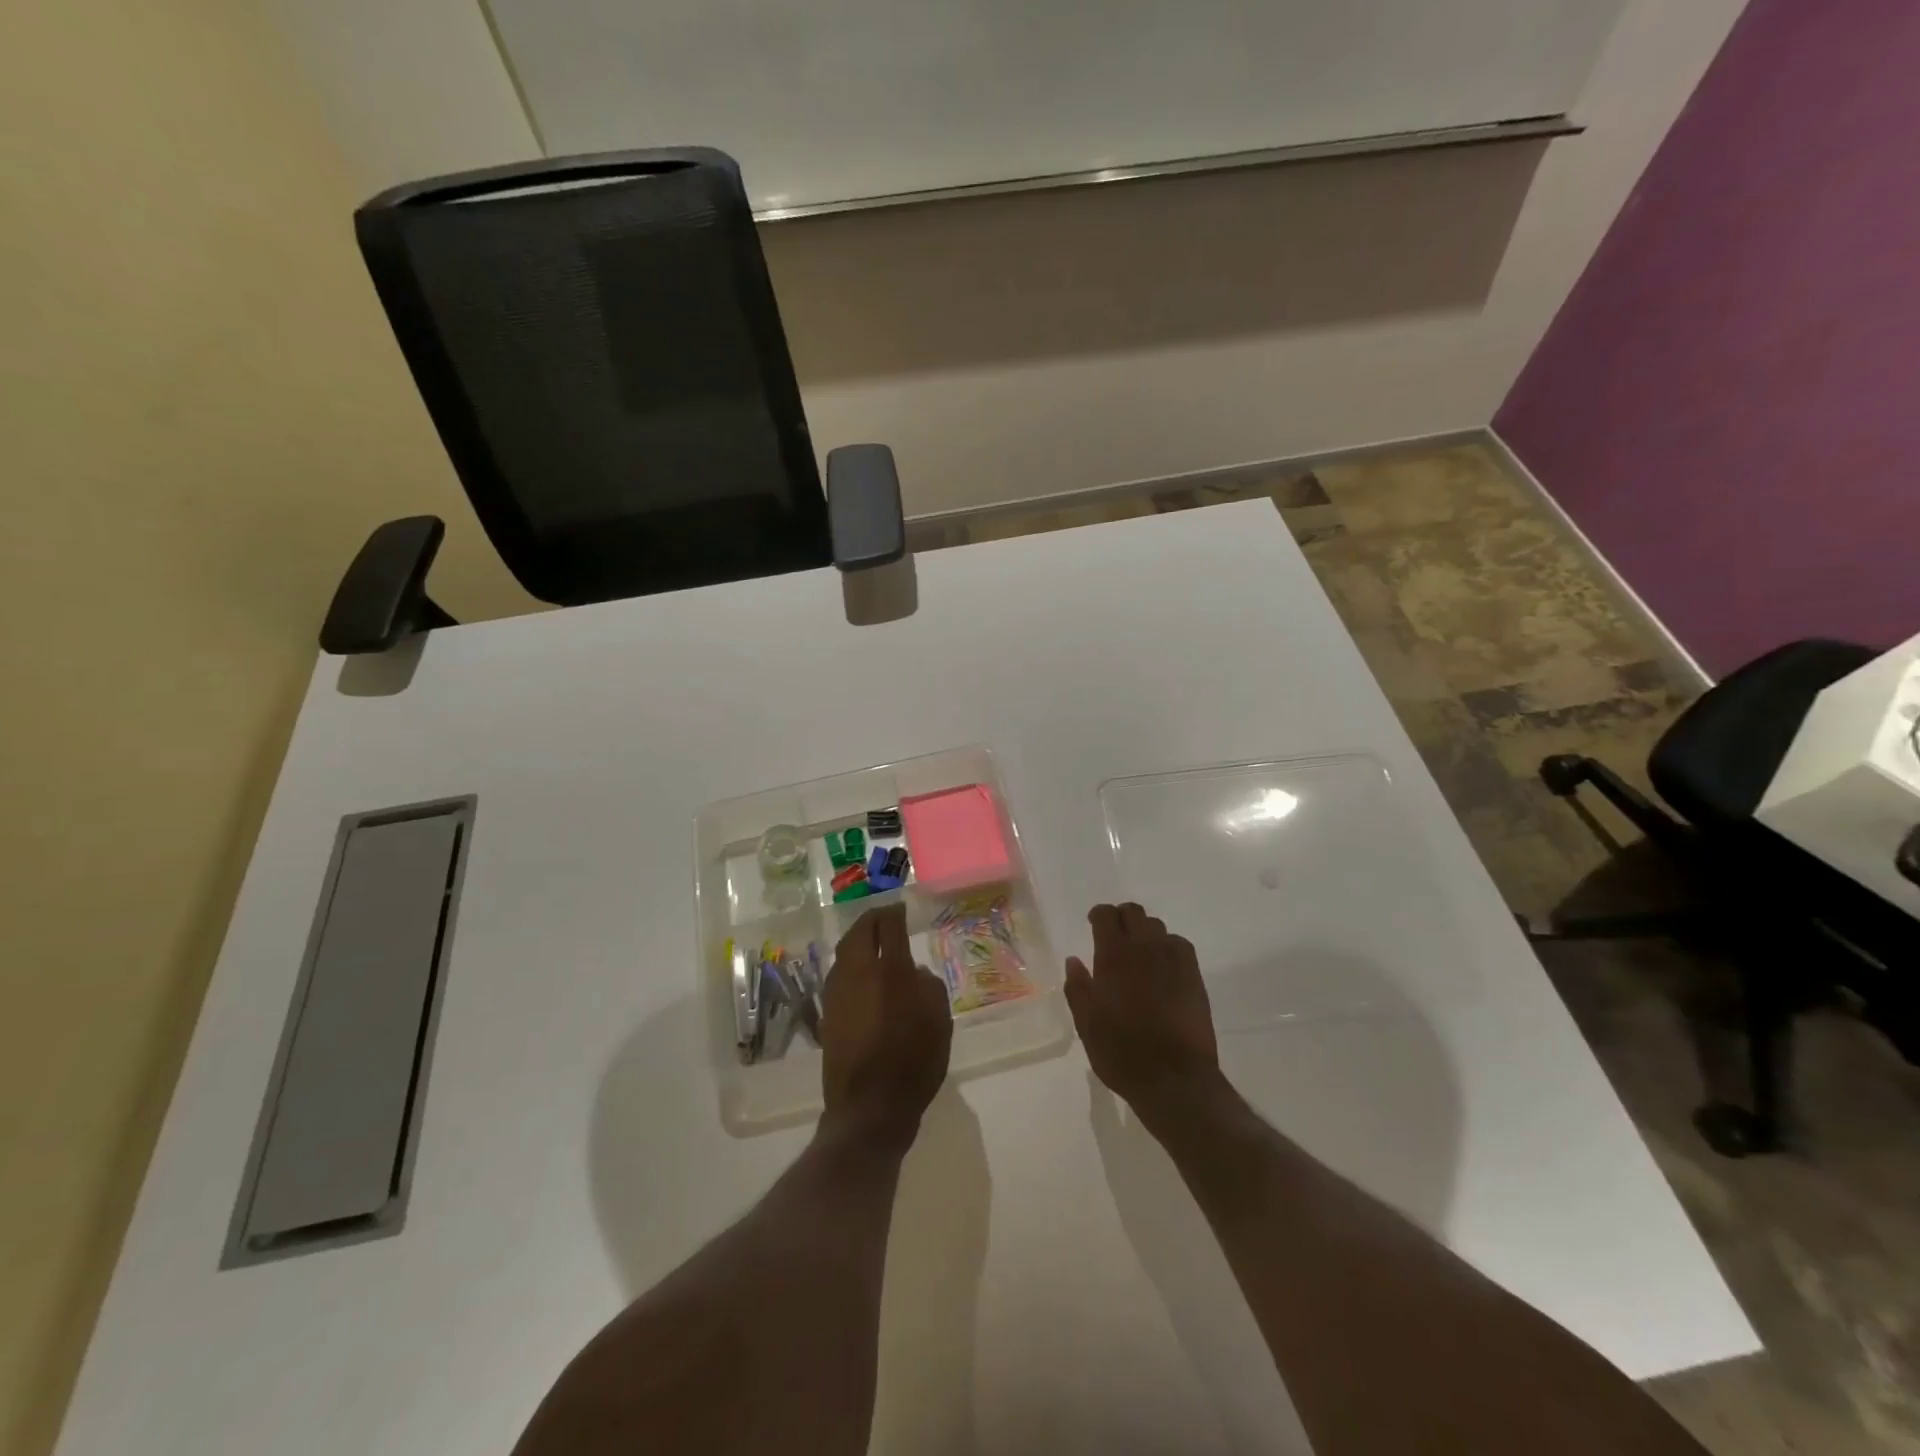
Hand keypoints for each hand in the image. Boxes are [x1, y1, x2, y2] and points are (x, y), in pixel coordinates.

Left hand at [821, 904, 952, 1150]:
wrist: (870, 1107)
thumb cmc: (913, 1062)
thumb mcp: (939, 1022)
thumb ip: (929, 988)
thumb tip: (915, 973)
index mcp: (890, 970)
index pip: (889, 926)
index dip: (895, 913)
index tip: (902, 910)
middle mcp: (858, 973)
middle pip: (859, 932)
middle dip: (871, 919)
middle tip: (884, 917)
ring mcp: (837, 993)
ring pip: (844, 952)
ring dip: (857, 940)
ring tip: (872, 942)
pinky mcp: (826, 1013)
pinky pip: (838, 975)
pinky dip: (850, 965)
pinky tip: (861, 975)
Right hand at [1064, 903, 1221, 1126]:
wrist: (1174, 1078)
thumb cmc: (1122, 1052)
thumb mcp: (1086, 1024)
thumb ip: (1077, 988)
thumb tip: (1073, 961)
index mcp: (1113, 956)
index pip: (1106, 916)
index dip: (1098, 915)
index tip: (1093, 924)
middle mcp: (1144, 948)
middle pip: (1134, 912)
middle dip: (1122, 917)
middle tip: (1115, 935)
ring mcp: (1173, 960)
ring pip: (1158, 927)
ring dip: (1145, 932)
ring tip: (1139, 952)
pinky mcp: (1194, 975)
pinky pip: (1179, 945)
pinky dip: (1168, 946)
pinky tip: (1163, 965)